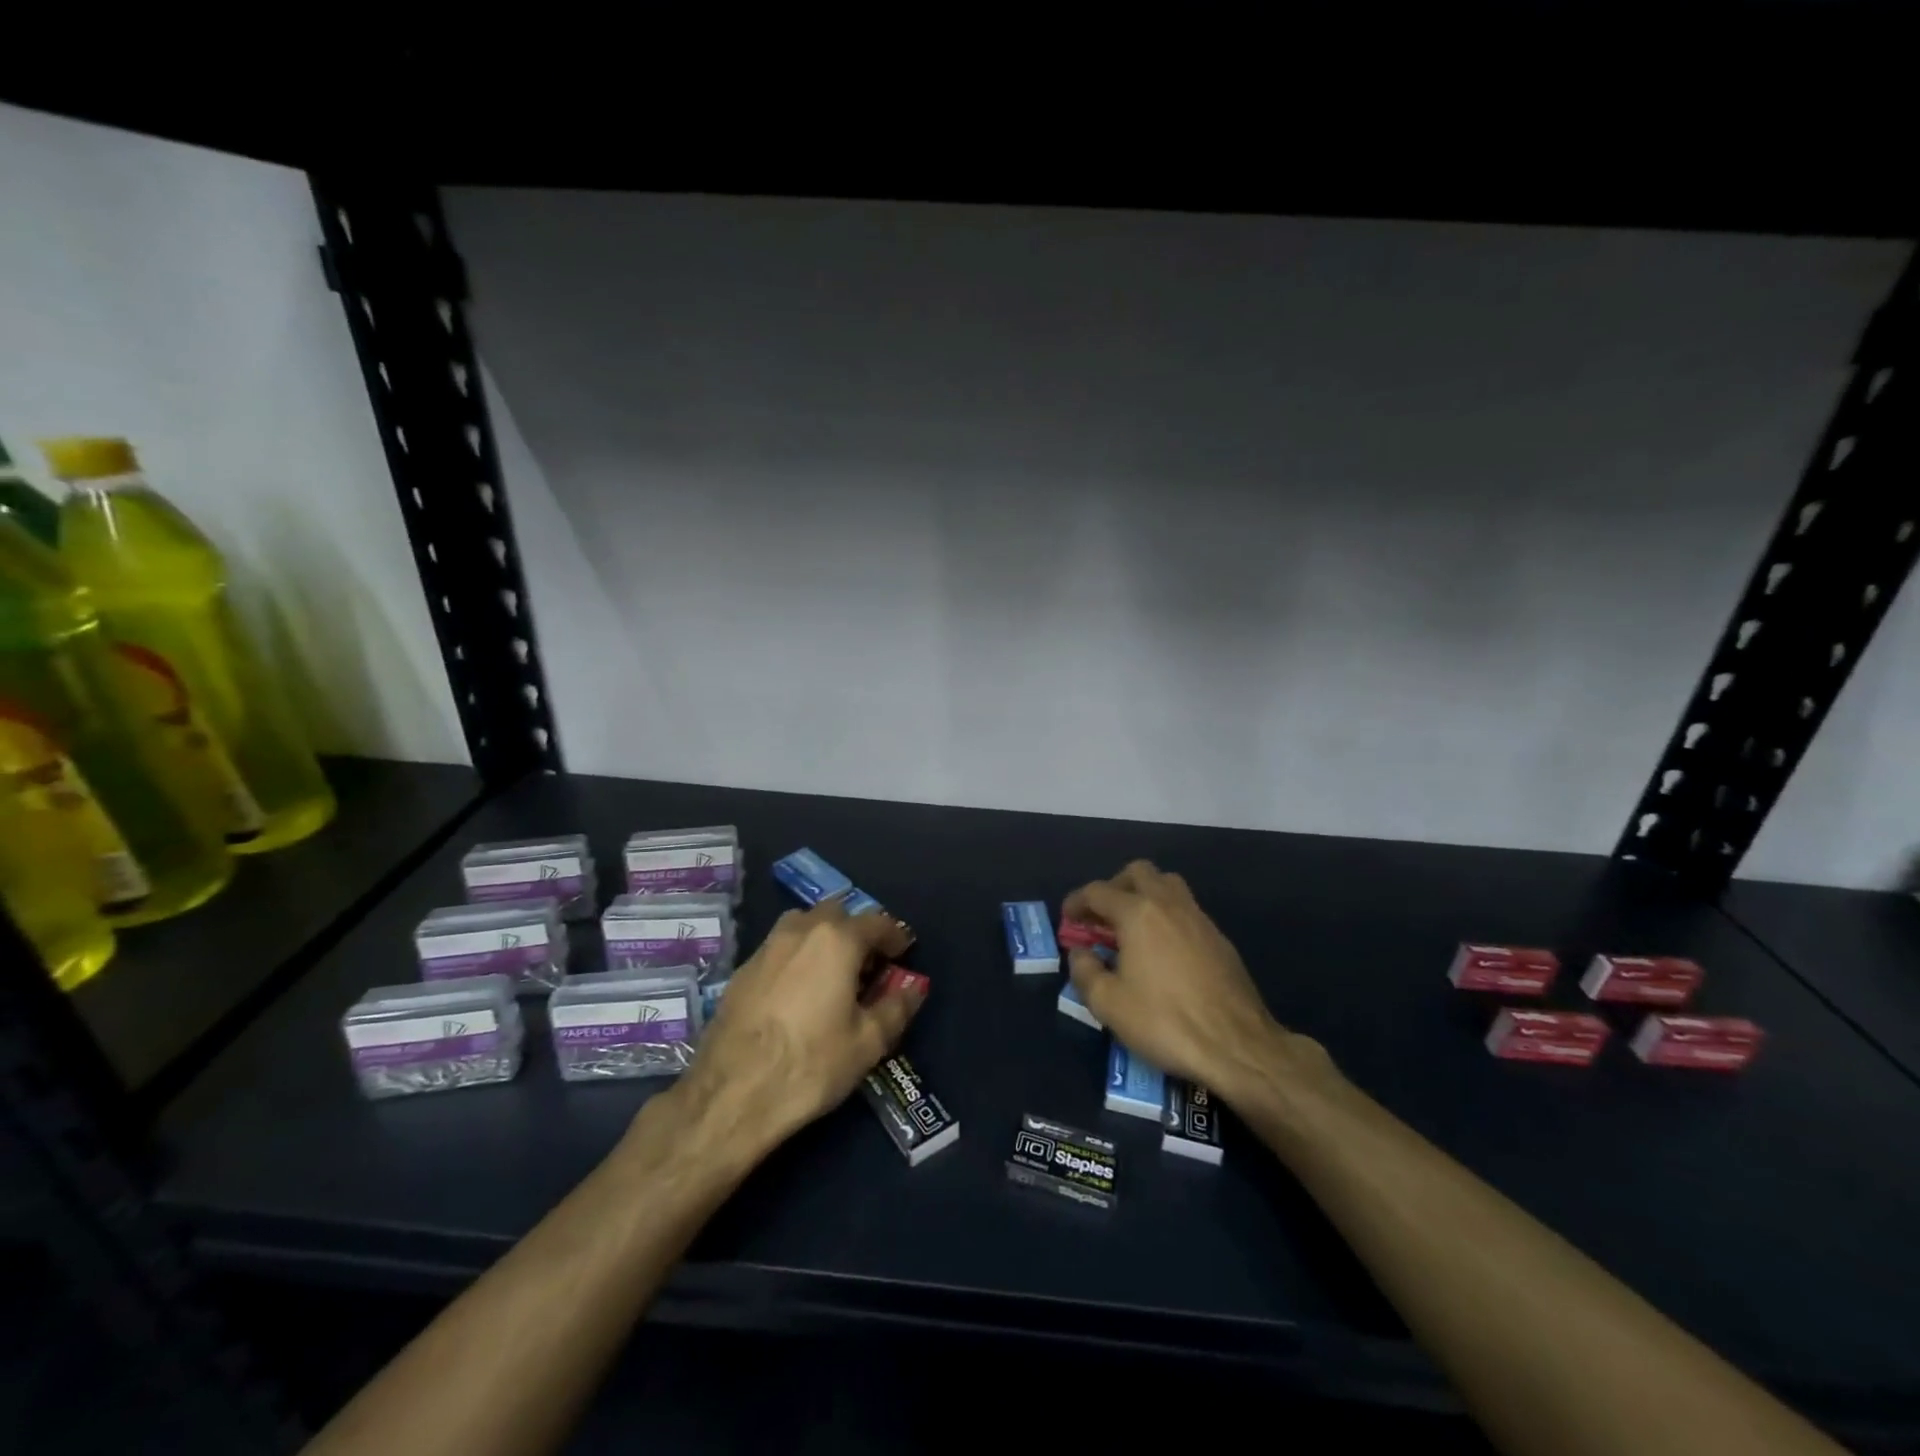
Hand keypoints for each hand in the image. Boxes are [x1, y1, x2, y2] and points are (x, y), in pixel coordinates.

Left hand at [671, 900, 922, 1156]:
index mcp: (837, 940)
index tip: (903, 954)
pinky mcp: (741, 971)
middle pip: (836, 912)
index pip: (875, 922)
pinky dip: (796, 955)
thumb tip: (914, 987)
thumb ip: (896, 1008)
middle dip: (856, 930)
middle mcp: (800, 930)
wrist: (731, 1095)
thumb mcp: (868, 1043)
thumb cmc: (810, 1064)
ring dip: (823, 936)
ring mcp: (766, 947)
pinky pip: (779, 947)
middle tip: (868, 963)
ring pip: (802, 923)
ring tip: (832, 971)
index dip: (894, 936)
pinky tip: (798, 990)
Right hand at [1065, 860, 1330, 1108]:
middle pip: (1138, 872)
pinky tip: (1162, 949)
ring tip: (1132, 927)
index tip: (1068, 919)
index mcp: (1138, 912)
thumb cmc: (1165, 1022)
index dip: (1077, 902)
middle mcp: (1168, 903)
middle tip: (1101, 916)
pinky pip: (1186, 909)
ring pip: (1167, 884)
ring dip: (1144, 895)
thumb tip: (1081, 953)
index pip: (1098, 891)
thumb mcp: (1109, 1004)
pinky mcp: (1219, 938)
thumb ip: (1085, 972)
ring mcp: (1199, 918)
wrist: (1237, 1045)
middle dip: (1114, 887)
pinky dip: (1166, 916)